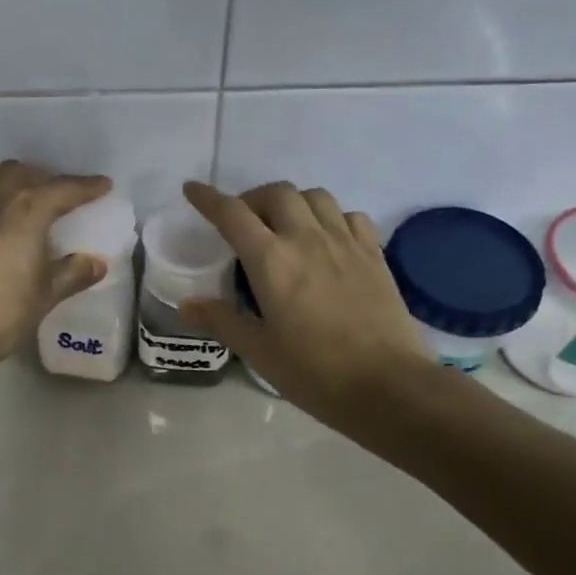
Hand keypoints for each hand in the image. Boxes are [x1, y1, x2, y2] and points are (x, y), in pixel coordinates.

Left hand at [0, 160, 113, 376]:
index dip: (85, 186)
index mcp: (24, 213)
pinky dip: (0, 207)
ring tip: (36, 213)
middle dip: (47, 178)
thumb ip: (72, 274)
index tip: (104, 186)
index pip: (61, 189)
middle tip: (65, 197)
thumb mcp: (44, 296)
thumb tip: (96, 263)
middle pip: (22, 173)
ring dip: (20, 188)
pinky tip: (6, 234)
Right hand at [180, 180, 436, 422]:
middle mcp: (307, 239)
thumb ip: (222, 321)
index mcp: (271, 261)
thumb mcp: (259, 352)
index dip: (208, 198)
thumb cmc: (315, 372)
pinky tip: (328, 240)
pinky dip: (332, 217)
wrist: (389, 385)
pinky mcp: (375, 254)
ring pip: (315, 196)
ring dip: (293, 202)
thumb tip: (187, 304)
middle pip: (276, 193)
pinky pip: (350, 216)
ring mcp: (345, 242)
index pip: (232, 214)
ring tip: (285, 226)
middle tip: (244, 223)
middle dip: (253, 199)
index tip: (192, 189)